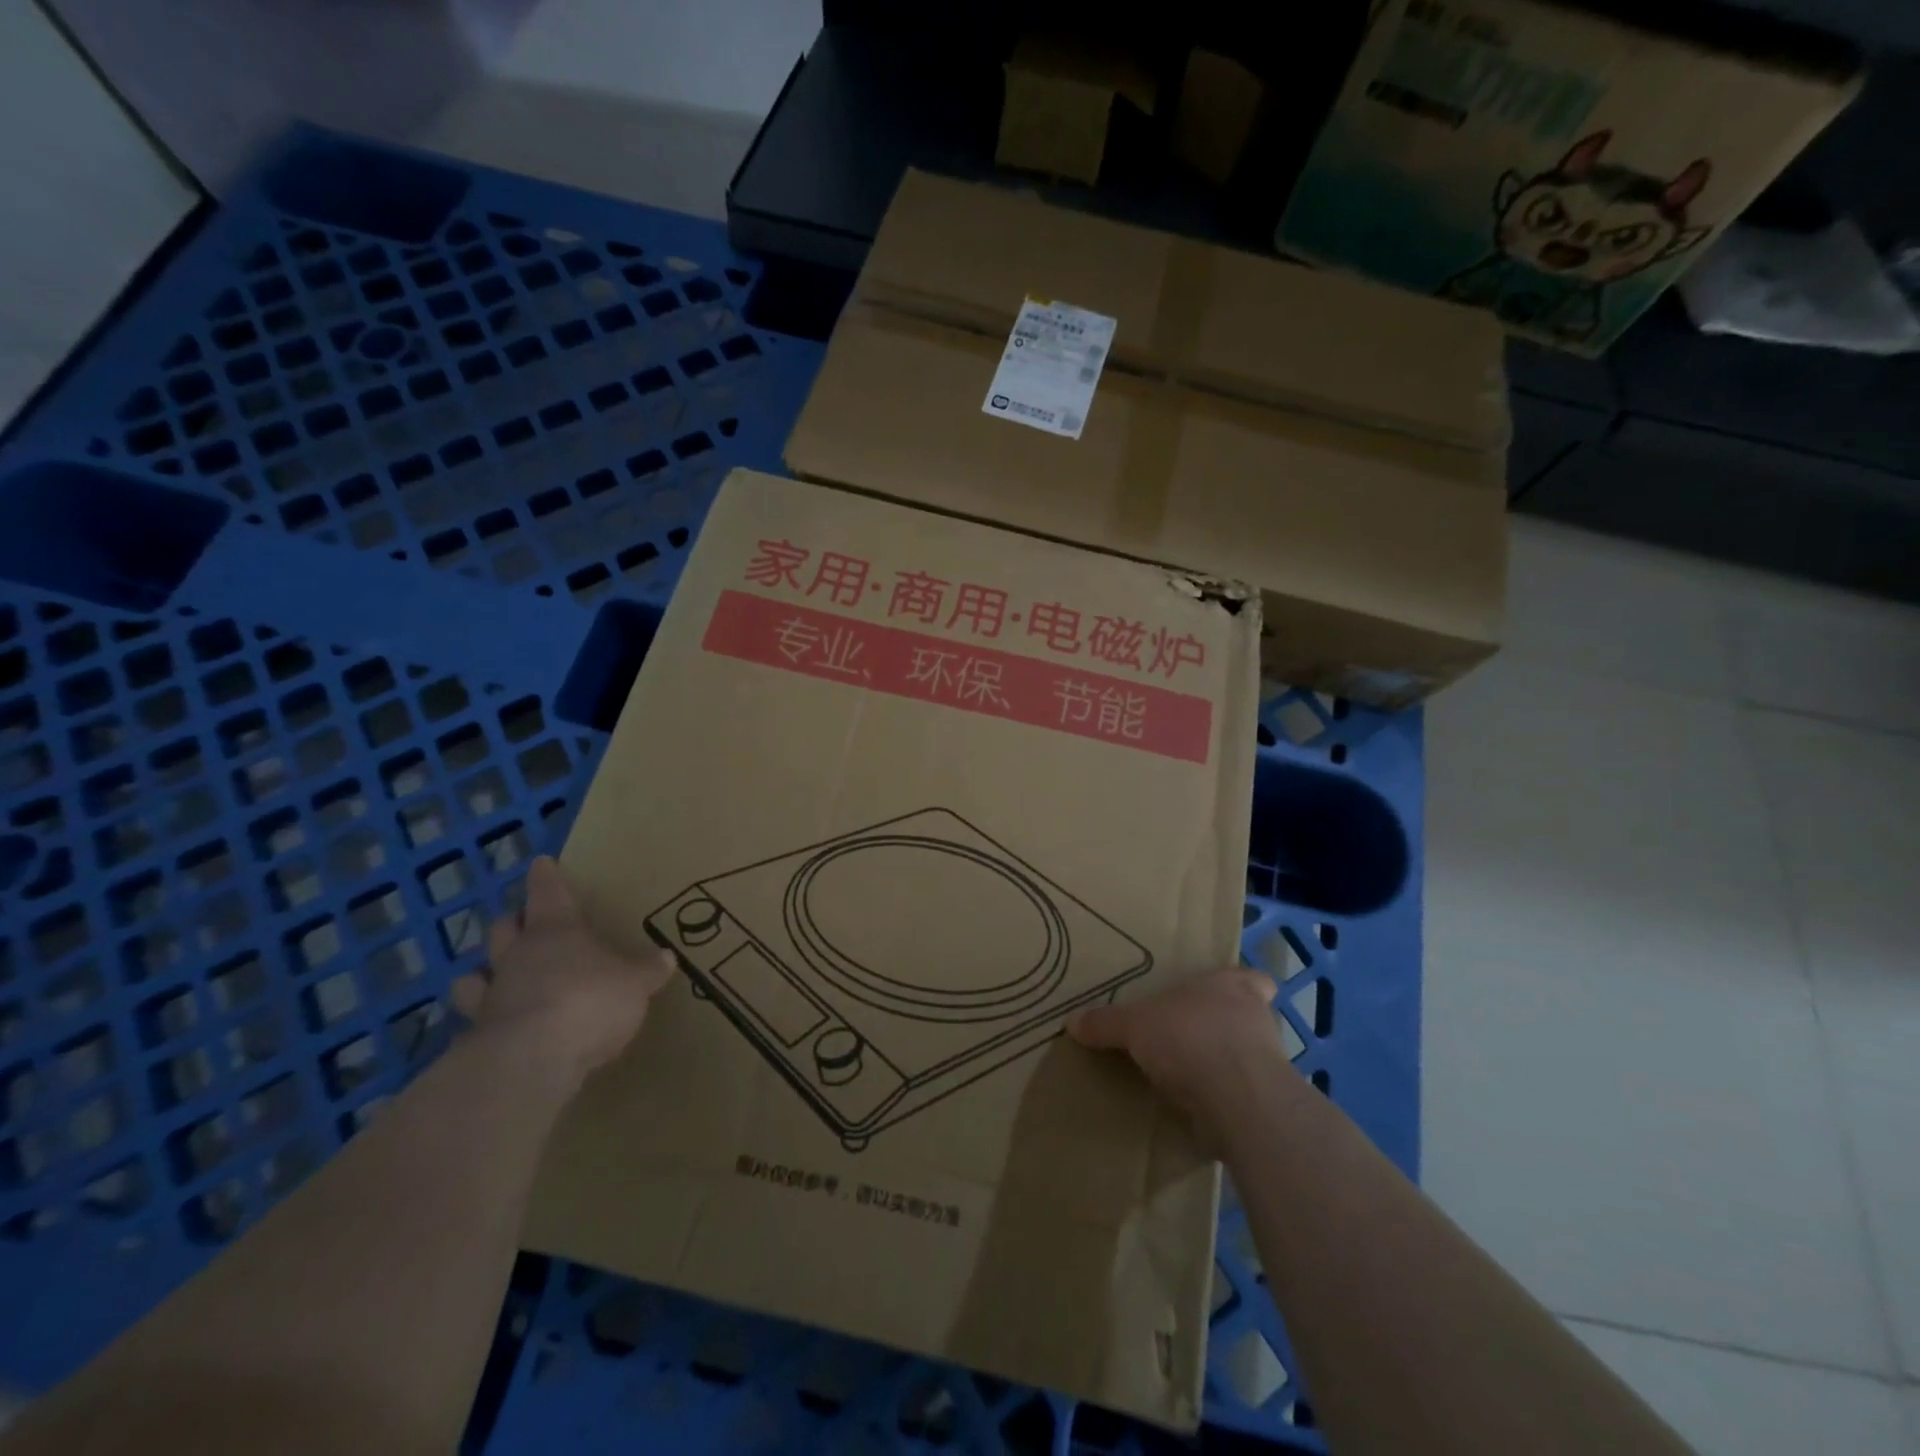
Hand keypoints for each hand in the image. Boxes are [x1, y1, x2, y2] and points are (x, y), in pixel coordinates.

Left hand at [452, 857, 674, 1080]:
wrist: (531, 1060)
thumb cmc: (588, 1002)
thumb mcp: (634, 985)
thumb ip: (647, 971)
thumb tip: (667, 957)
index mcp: (555, 932)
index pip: (548, 893)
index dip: (546, 878)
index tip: (541, 863)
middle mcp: (517, 957)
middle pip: (504, 929)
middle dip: (512, 923)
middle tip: (521, 923)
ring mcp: (492, 997)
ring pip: (474, 975)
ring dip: (482, 974)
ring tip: (493, 978)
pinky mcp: (477, 1039)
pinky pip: (474, 1023)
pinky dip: (482, 1024)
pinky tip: (495, 1032)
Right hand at [1068, 968, 1292, 1144]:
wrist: (1238, 1100)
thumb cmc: (1190, 1037)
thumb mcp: (1134, 1025)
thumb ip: (1106, 1023)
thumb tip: (1072, 1021)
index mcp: (1230, 986)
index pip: (1252, 978)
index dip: (1240, 987)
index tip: (1221, 998)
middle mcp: (1256, 1018)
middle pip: (1248, 1017)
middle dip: (1225, 1028)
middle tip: (1193, 1036)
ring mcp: (1267, 1064)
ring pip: (1248, 1058)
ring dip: (1225, 1066)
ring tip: (1190, 1077)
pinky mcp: (1266, 1104)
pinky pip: (1243, 1097)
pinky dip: (1224, 1101)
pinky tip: (1198, 1109)